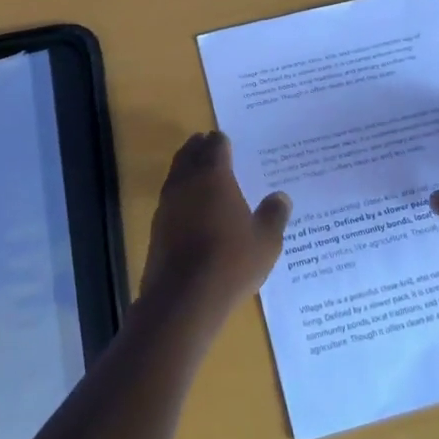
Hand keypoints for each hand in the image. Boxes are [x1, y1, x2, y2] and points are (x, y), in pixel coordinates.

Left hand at [138, 132, 290, 324]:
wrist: (183, 298)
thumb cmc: (231, 262)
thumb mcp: (266, 241)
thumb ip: (274, 215)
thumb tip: (281, 196)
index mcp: (214, 176)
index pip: (216, 146)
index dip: (222, 141)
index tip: (226, 140)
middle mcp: (187, 182)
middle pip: (190, 153)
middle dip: (199, 147)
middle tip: (208, 145)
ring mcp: (168, 204)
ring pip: (176, 173)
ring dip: (186, 167)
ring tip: (198, 172)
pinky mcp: (157, 226)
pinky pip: (169, 198)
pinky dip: (180, 194)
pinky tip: (189, 207)